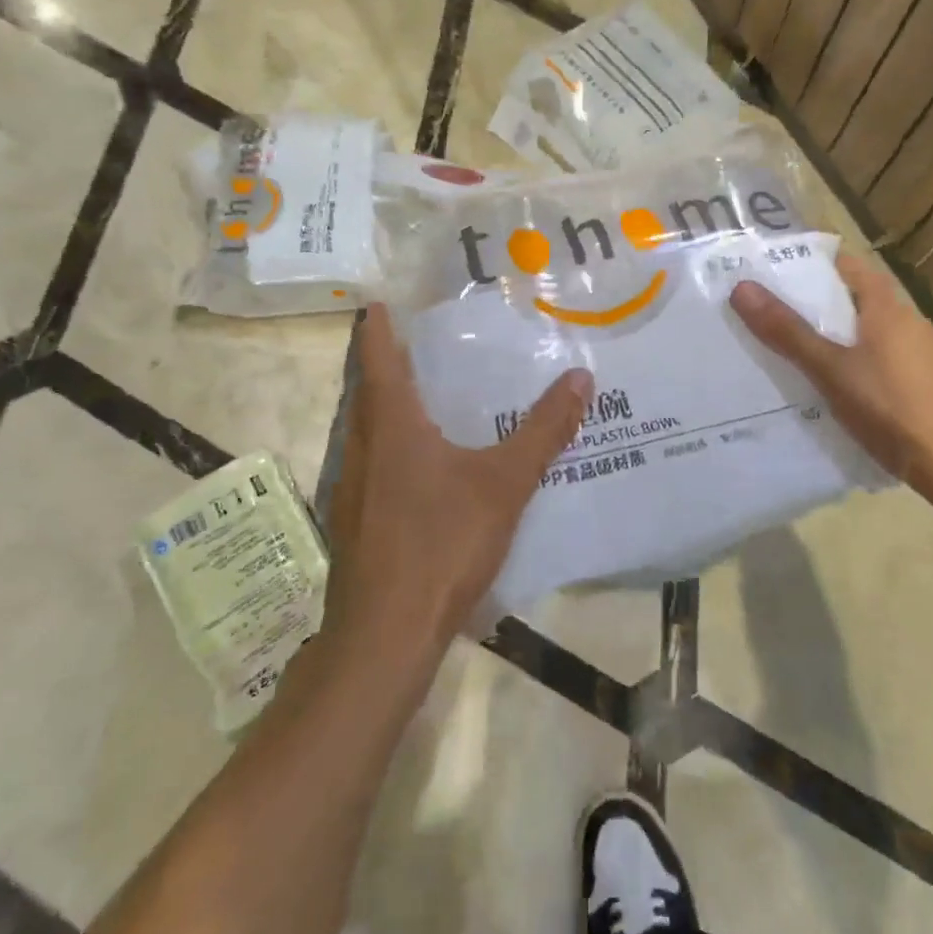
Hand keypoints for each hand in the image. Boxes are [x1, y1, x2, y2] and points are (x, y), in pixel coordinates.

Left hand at [323, 305, 590, 669]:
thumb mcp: (505, 483)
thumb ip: (545, 430)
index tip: (380, 300)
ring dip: (383, 405)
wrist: (385, 633)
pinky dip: (387, 445)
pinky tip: (419, 466)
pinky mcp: (353, 520)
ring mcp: (351, 486)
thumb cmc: (442, 544)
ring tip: (421, 394)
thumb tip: (581, 377)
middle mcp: (362, 446)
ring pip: (363, 429)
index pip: (375, 357)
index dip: (377, 326)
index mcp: (391, 425)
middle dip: (382, 362)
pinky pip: (369, 462)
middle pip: (365, 389)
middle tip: (414, 341)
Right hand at [730, 253, 932, 494]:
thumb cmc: (892, 408)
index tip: (776, 274)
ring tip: (802, 356)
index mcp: (887, 307)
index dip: (812, 264)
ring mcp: (926, 354)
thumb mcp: (830, 370)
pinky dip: (863, 364)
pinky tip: (845, 391)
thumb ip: (788, 332)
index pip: (847, 265)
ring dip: (842, 338)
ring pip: (874, 333)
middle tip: (776, 318)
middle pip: (859, 299)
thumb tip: (742, 288)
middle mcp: (911, 321)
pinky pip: (888, 361)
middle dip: (820, 306)